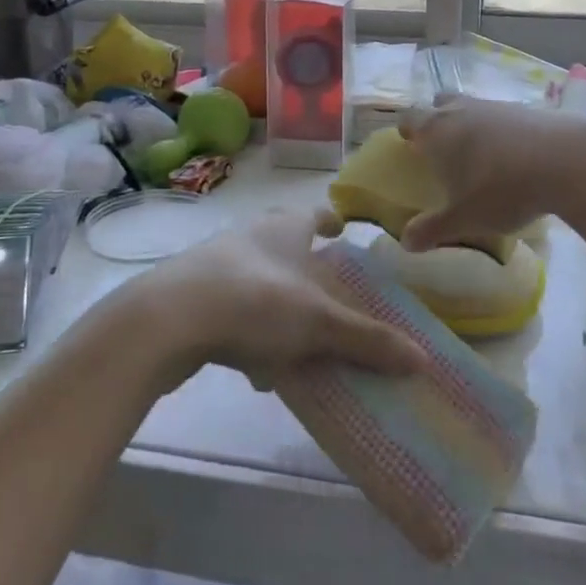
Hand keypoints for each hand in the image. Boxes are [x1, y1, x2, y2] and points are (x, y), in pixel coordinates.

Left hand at [116, 210, 425, 389]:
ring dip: (277, 305)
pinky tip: (257, 369)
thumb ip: (367, 340)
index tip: (343, 231)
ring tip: (299, 339)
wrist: (164, 322)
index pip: (314, 215)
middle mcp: (250, 237)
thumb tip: (421, 359)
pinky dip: (249, 333)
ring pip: (257, 280)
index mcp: (283, 228)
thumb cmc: (254, 302)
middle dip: (304, 267)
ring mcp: (214, 264)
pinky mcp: (189, 296)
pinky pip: (231, 311)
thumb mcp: (318, 323)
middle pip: (283, 245)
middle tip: (327, 292)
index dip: (331, 222)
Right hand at [395, 96, 585, 252]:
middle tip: (443, 147)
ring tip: (481, 156)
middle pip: (440, 103)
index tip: (410, 144)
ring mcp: (496, 106)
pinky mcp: (527, 109)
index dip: (407, 129)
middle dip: (438, 120)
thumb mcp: (465, 218)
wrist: (566, 160)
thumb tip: (405, 242)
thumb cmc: (502, 189)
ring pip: (473, 107)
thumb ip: (433, 229)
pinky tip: (515, 156)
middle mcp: (462, 110)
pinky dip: (502, 131)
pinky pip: (503, 116)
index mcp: (438, 131)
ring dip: (471, 124)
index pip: (410, 118)